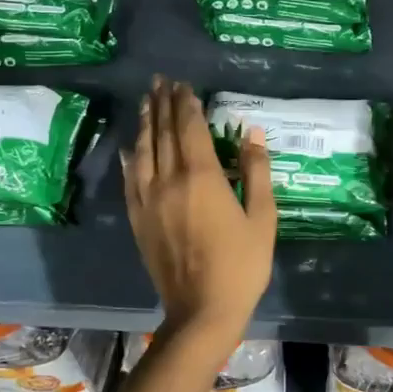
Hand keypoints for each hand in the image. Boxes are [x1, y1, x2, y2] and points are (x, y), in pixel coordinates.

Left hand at [124, 77, 276, 342]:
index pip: (190, 128)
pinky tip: (130, 147)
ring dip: (144, 123)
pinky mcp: (138, 219)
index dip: (186, 104)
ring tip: (145, 102)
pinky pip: (130, 180)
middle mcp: (169, 180)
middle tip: (161, 81)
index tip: (183, 85)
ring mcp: (149, 200)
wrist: (202, 310)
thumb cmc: (241, 265)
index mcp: (202, 177)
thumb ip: (256, 172)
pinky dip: (130, 157)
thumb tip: (252, 133)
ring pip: (143, 151)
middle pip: (163, 133)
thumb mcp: (262, 218)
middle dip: (162, 105)